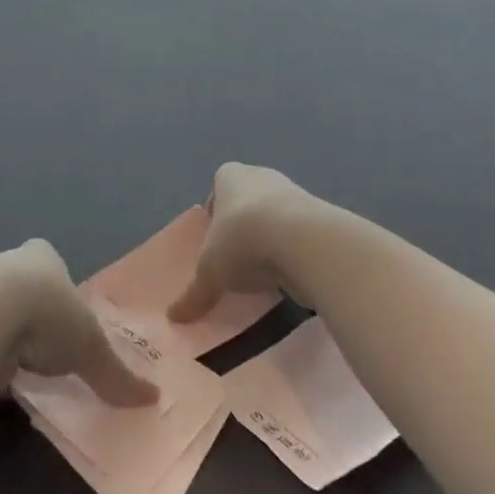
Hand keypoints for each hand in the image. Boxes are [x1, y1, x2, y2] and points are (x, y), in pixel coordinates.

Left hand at [0, 240, 158, 407]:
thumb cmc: (47, 316)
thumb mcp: (91, 349)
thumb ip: (116, 375)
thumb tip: (154, 399)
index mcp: (43, 257)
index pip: (52, 264)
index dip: (60, 288)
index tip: (66, 316)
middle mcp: (8, 264)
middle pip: (23, 288)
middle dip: (32, 314)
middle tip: (45, 348)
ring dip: (5, 336)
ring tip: (19, 368)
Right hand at [170, 162, 311, 323]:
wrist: (305, 242)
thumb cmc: (243, 241)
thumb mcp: (210, 274)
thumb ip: (194, 294)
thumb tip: (174, 316)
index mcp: (230, 177)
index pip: (219, 184)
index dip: (216, 209)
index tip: (214, 237)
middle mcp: (262, 177)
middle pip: (248, 201)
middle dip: (242, 226)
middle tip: (235, 258)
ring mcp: (295, 194)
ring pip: (275, 217)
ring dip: (270, 240)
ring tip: (262, 273)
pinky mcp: (320, 217)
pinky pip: (299, 234)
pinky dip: (293, 252)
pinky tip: (288, 276)